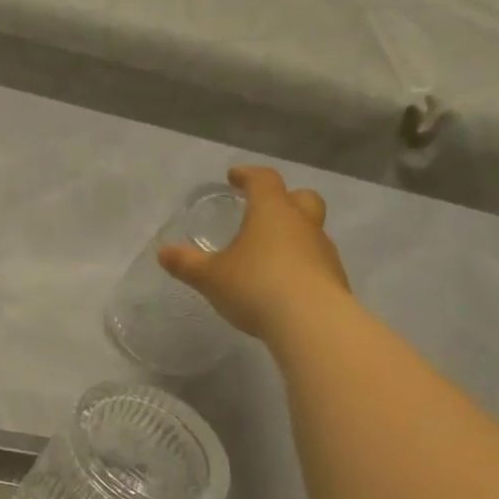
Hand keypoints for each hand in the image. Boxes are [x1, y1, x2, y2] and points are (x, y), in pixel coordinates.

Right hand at [158, 166, 349, 341]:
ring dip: (292, 235)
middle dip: (284, 198)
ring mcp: (323, 252)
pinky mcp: (334, 279)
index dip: (248, 175)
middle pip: (302, 198)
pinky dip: (300, 264)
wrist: (312, 323)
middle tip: (264, 209)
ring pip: (311, 231)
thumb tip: (163, 252)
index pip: (264, 180)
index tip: (234, 177)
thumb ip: (187, 263)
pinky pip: (315, 261)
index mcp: (271, 213)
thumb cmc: (256, 286)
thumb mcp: (211, 277)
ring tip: (268, 254)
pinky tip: (283, 283)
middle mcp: (302, 225)